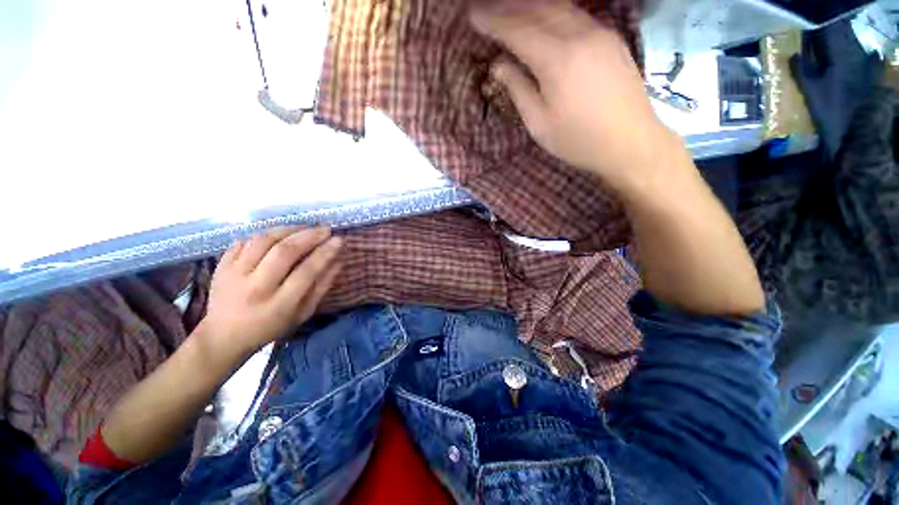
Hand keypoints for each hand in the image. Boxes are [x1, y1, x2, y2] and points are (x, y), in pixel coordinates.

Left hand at [199, 226, 342, 358]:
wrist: (223, 336)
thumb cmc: (271, 327)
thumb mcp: (303, 313)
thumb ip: (322, 287)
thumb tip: (338, 260)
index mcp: (279, 305)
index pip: (307, 271)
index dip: (325, 253)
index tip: (339, 240)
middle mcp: (255, 287)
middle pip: (284, 251)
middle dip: (309, 236)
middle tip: (325, 229)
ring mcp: (234, 275)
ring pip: (263, 241)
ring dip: (288, 230)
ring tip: (305, 228)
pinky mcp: (221, 266)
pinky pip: (244, 241)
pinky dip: (266, 234)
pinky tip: (280, 234)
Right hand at [471, 0, 675, 191]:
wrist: (630, 142)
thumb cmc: (579, 141)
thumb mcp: (540, 124)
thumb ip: (518, 90)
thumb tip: (498, 66)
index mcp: (557, 61)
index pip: (518, 31)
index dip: (493, 22)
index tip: (473, 16)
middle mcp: (579, 36)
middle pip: (538, 9)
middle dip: (509, 7)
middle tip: (487, 8)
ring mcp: (599, 33)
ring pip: (560, 7)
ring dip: (531, 5)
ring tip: (510, 9)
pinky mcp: (611, 38)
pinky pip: (577, 15)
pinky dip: (554, 11)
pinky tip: (543, 16)